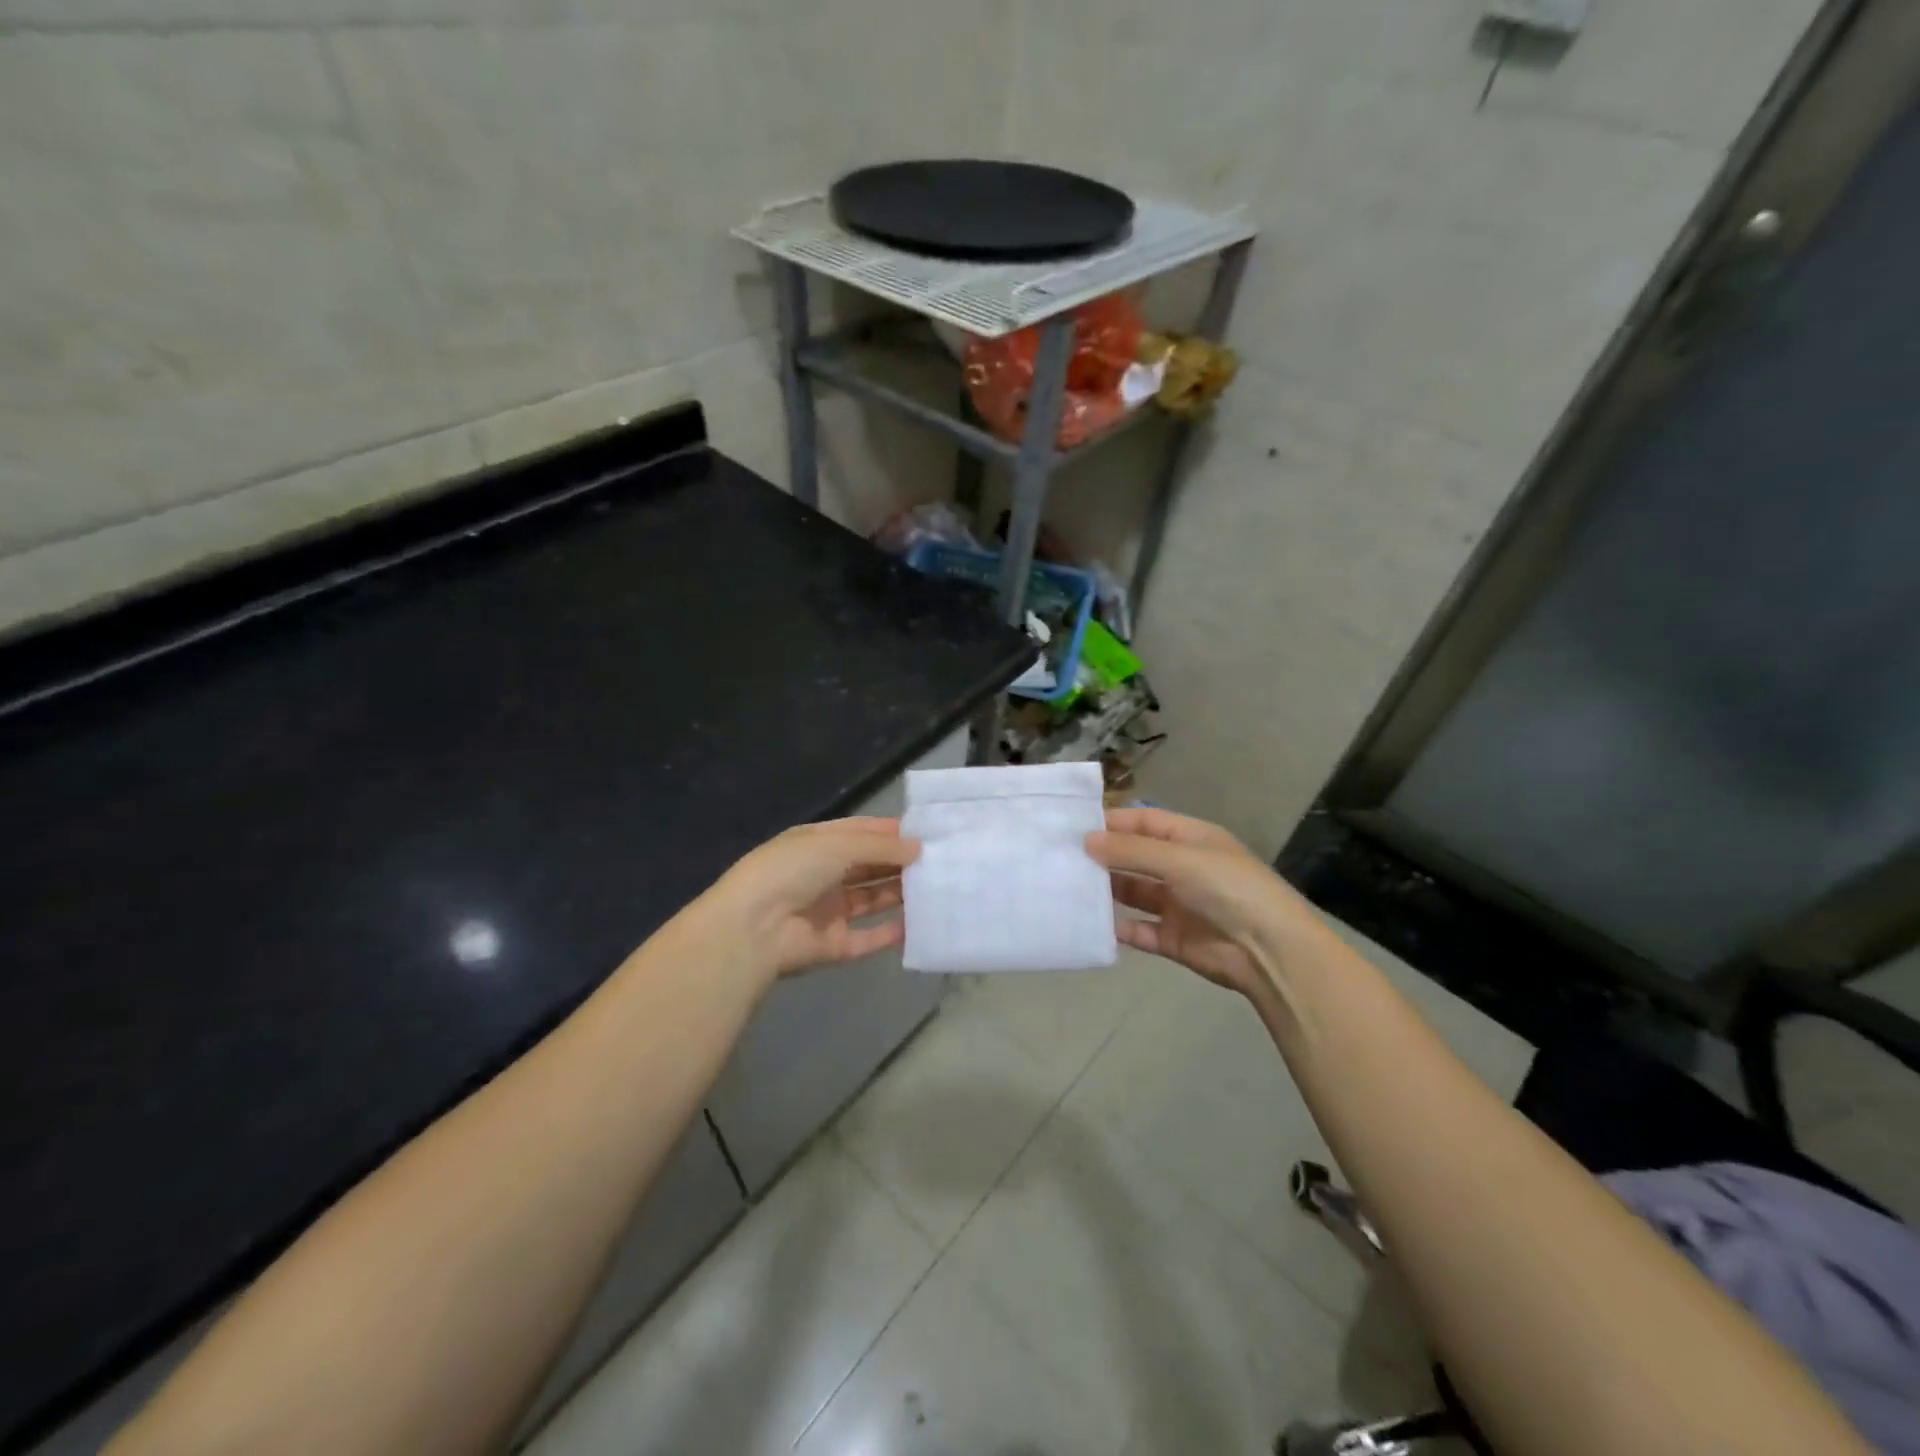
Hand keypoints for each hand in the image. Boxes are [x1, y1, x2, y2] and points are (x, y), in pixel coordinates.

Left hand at [701, 817, 919, 977]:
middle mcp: (825, 875)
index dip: (893, 832)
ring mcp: (829, 911)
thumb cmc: (792, 870)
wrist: (753, 928)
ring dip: (901, 894)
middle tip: (942, 861)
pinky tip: (920, 925)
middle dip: (902, 863)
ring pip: (873, 899)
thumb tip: (918, 848)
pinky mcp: (835, 945)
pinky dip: (893, 933)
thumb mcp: (837, 844)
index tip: (929, 833)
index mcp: (819, 844)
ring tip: (938, 888)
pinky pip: (870, 937)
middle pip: (870, 866)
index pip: (862, 833)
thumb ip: (880, 846)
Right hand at [1088, 807, 1317, 1000]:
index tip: (1073, 826)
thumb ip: (1131, 851)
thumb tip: (1086, 840)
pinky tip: (1090, 924)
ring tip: (1067, 887)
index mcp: (1191, 839)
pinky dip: (1117, 928)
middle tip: (1060, 857)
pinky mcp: (1173, 939)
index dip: (1112, 822)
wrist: (1270, 951)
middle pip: (1135, 857)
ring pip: (1133, 893)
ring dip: (1106, 891)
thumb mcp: (1179, 859)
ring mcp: (1177, 905)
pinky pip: (1138, 930)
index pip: (1145, 822)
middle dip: (1103, 857)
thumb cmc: (1228, 888)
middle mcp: (1182, 868)